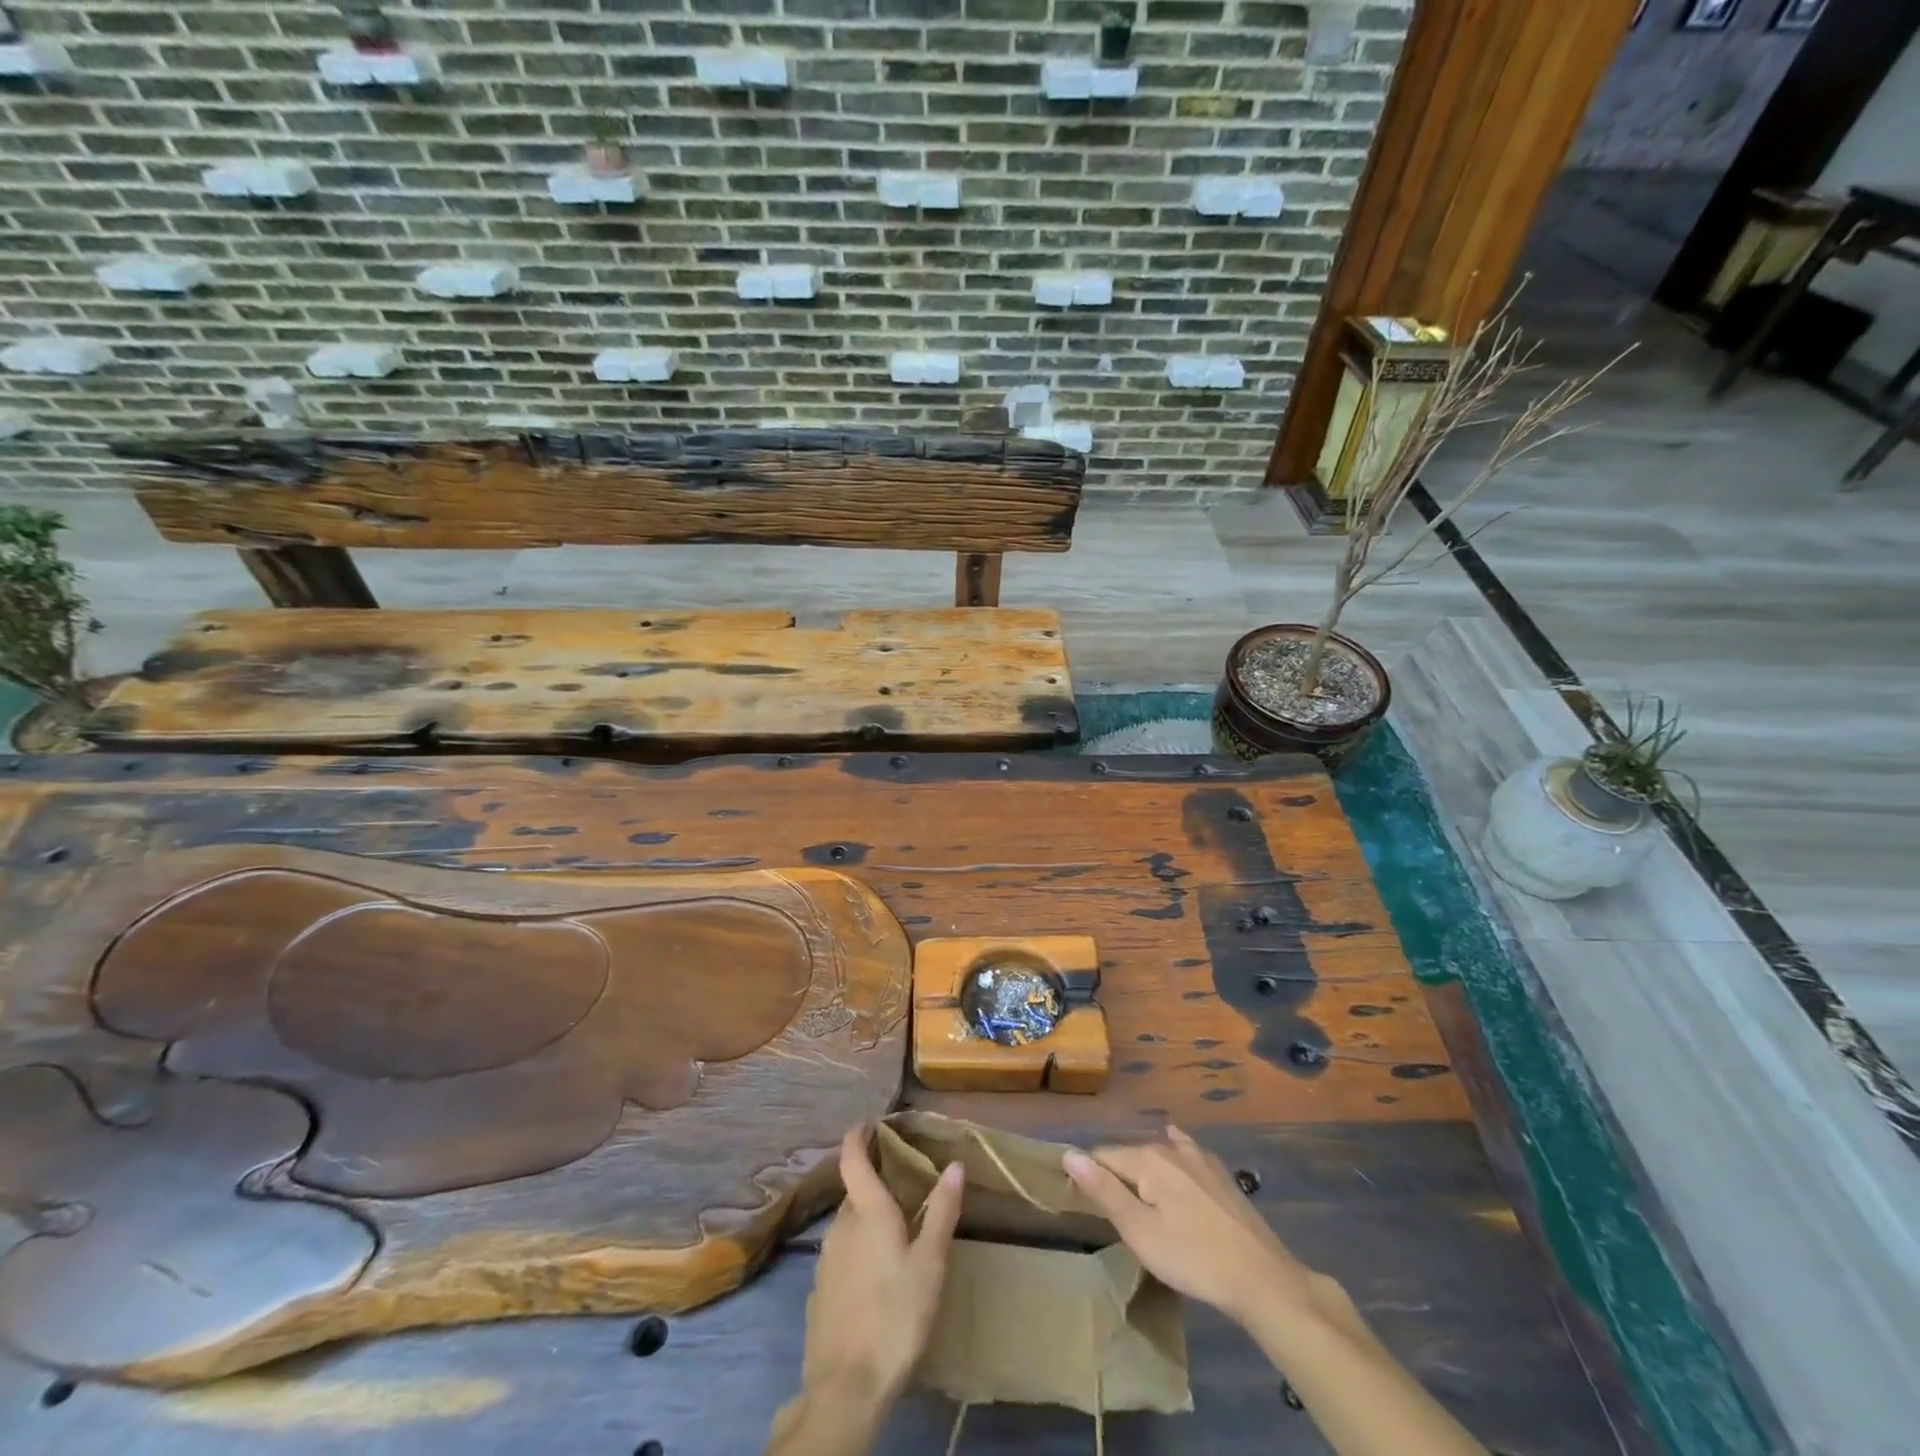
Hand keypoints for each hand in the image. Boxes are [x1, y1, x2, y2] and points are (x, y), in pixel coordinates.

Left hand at [806, 1126, 964, 1406]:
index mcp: (867, 1211)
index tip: (868, 1122)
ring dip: (866, 1219)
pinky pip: (841, 1255)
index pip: (852, 1158)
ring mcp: (825, 1261)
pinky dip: (857, 1250)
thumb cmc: (896, 1315)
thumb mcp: (930, 1263)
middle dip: (874, 1183)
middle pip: (854, 1193)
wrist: (846, 1387)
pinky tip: (876, 1275)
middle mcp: (840, 1226)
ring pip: (848, 1225)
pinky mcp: (819, 1292)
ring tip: (894, 1229)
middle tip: (903, 1184)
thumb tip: (954, 1164)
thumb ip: (942, 1211)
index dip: (857, 1136)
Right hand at [1063, 1124, 1327, 1328]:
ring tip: (1136, 1190)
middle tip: (1110, 1208)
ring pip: (1158, 1153)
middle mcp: (1170, 1147)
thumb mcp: (1139, 1231)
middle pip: (1130, 1155)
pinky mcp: (1219, 1173)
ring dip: (1143, 1167)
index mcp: (1147, 1159)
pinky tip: (1175, 1143)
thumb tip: (1069, 1154)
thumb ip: (1103, 1190)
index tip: (1081, 1200)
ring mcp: (1199, 1157)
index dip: (1088, 1175)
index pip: (1103, 1156)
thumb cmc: (1192, 1258)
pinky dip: (1173, 1149)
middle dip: (1116, 1173)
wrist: (1261, 1277)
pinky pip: (1185, 1151)